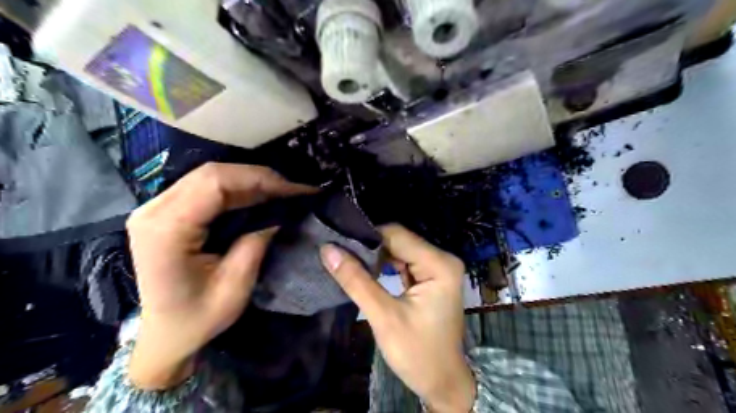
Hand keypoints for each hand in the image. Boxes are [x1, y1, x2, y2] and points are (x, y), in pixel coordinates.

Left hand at [126, 162, 313, 387]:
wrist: (165, 334)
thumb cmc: (197, 317)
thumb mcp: (235, 286)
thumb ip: (256, 243)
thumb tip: (281, 213)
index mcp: (166, 229)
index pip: (214, 183)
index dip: (258, 179)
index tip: (292, 190)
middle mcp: (153, 210)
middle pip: (211, 173)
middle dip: (258, 177)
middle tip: (291, 190)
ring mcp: (156, 207)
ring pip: (210, 176)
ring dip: (249, 181)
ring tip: (281, 192)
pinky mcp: (166, 211)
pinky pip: (206, 187)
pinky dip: (237, 189)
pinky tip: (259, 197)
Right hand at [319, 225, 474, 412]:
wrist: (442, 383)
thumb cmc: (417, 353)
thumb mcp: (383, 316)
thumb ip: (356, 280)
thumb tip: (328, 249)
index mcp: (439, 264)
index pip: (397, 235)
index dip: (367, 237)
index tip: (339, 243)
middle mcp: (442, 259)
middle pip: (399, 241)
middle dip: (370, 248)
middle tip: (340, 253)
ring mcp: (438, 269)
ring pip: (399, 251)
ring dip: (376, 258)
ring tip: (348, 261)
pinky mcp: (431, 278)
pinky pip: (404, 263)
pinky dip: (385, 266)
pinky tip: (366, 271)